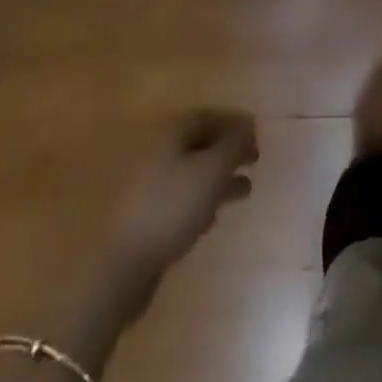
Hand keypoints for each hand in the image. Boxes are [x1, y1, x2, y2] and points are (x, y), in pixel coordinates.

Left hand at [108, 110, 258, 273]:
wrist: (124, 265)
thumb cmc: (172, 207)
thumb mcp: (212, 170)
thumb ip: (234, 144)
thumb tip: (248, 125)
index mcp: (171, 133)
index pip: (209, 116)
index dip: (235, 123)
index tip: (258, 136)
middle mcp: (158, 151)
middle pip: (200, 143)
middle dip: (229, 151)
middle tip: (254, 161)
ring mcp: (149, 184)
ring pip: (192, 172)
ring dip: (219, 178)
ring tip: (245, 190)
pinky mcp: (147, 215)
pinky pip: (181, 197)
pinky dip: (202, 199)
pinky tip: (215, 215)